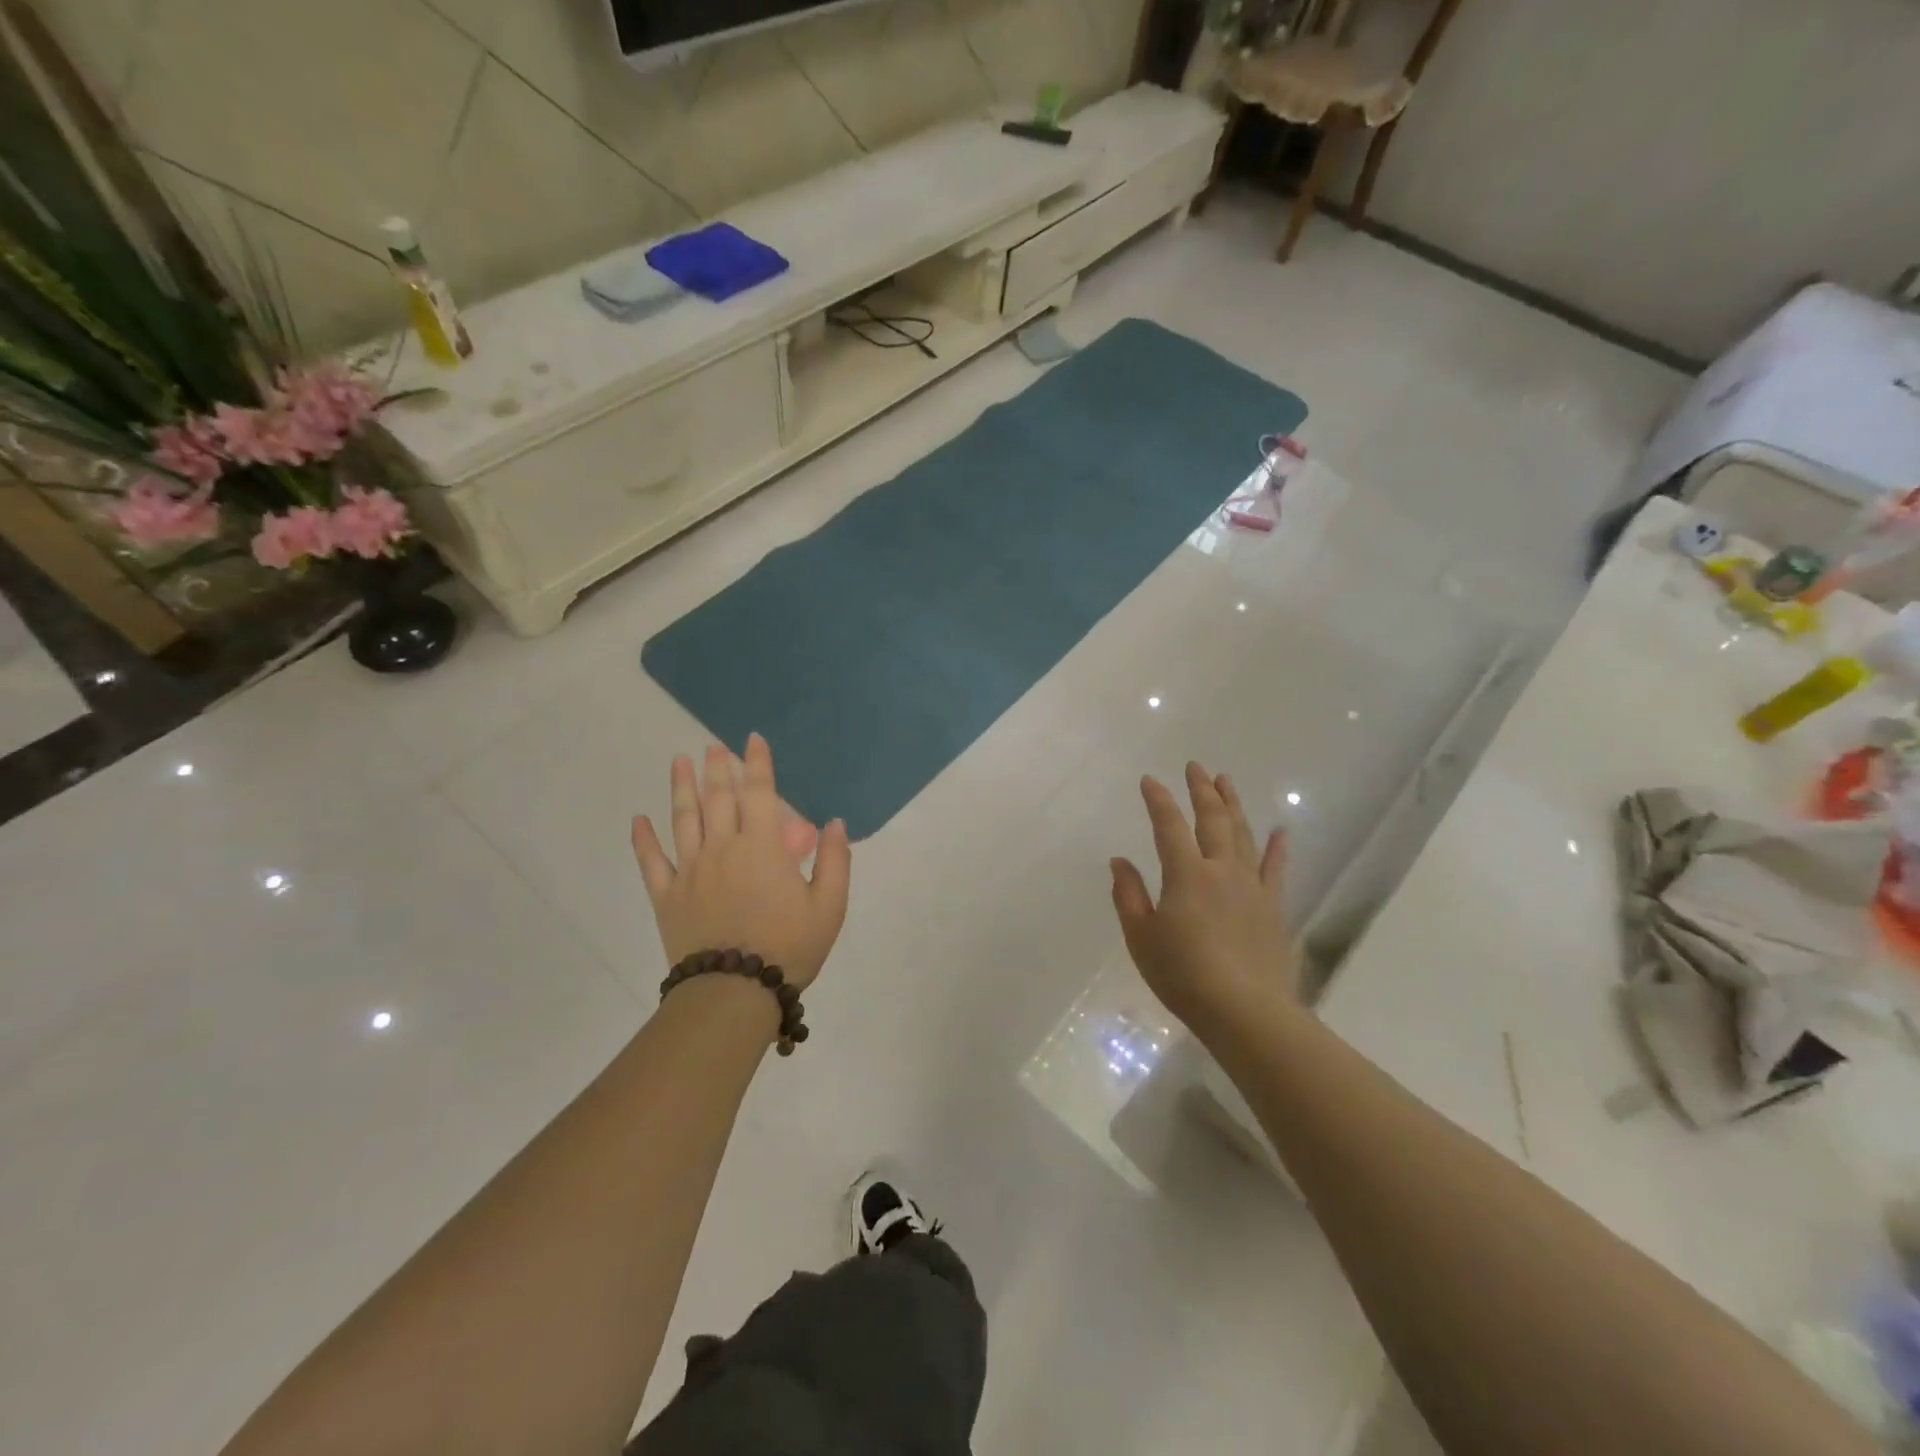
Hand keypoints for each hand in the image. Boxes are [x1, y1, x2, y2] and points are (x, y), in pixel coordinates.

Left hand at [631, 735, 850, 989]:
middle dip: (717, 768)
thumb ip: (833, 860)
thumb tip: (834, 823)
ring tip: (679, 762)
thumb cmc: (789, 947)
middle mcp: (723, 848)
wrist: (735, 993)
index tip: (752, 739)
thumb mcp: (829, 906)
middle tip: (712, 747)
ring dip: (681, 787)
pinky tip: (638, 820)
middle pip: (718, 798)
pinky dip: (643, 839)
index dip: (757, 763)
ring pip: (683, 819)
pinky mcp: (667, 896)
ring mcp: (690, 870)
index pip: (759, 793)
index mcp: (762, 847)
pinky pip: (651, 862)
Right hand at [1111, 762, 1290, 1033]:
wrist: (1245, 1011)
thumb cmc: (1183, 975)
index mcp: (1186, 874)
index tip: (1150, 780)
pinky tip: (1280, 831)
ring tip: (1227, 781)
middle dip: (1202, 790)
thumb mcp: (1141, 938)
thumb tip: (1119, 861)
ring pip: (1243, 834)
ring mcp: (1252, 886)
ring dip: (1234, 805)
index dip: (1158, 800)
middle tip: (1196, 766)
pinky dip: (1277, 848)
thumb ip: (1129, 896)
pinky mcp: (1273, 907)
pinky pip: (1276, 869)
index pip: (1168, 826)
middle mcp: (1221, 870)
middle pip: (1213, 819)